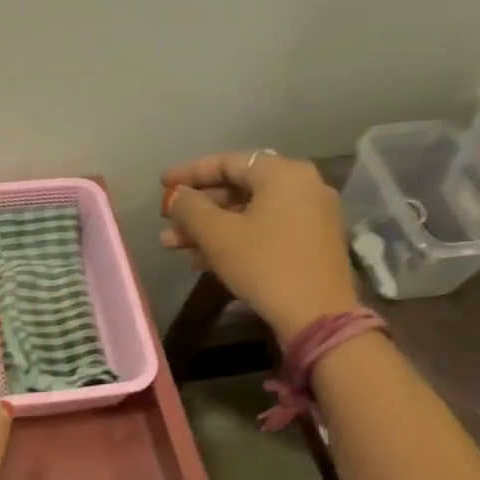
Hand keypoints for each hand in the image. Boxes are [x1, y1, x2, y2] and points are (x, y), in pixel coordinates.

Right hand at [161, 150, 359, 341]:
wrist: (318, 317)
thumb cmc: (265, 265)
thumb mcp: (217, 235)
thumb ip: (190, 207)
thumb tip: (176, 194)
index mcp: (283, 174)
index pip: (227, 162)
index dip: (189, 173)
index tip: (162, 185)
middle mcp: (302, 186)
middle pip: (238, 188)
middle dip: (197, 207)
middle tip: (165, 220)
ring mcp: (310, 216)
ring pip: (248, 213)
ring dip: (209, 227)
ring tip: (171, 244)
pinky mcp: (310, 244)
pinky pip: (264, 230)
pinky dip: (234, 239)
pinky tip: (201, 259)